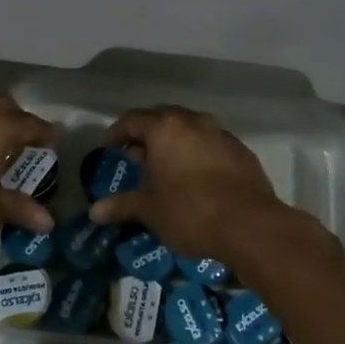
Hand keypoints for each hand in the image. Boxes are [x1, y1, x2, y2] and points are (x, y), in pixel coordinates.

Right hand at [89, 106, 332, 275]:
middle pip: (163, 118)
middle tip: (136, 156)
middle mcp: (193, 121)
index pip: (132, 120)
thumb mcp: (150, 210)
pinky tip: (197, 178)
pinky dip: (198, 153)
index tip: (110, 147)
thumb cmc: (190, 211)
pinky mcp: (241, 151)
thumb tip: (94, 211)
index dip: (117, 132)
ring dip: (175, 142)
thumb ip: (122, 205)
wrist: (250, 225)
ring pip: (190, 129)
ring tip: (166, 167)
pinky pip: (211, 144)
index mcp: (165, 128)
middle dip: (147, 134)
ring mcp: (221, 134)